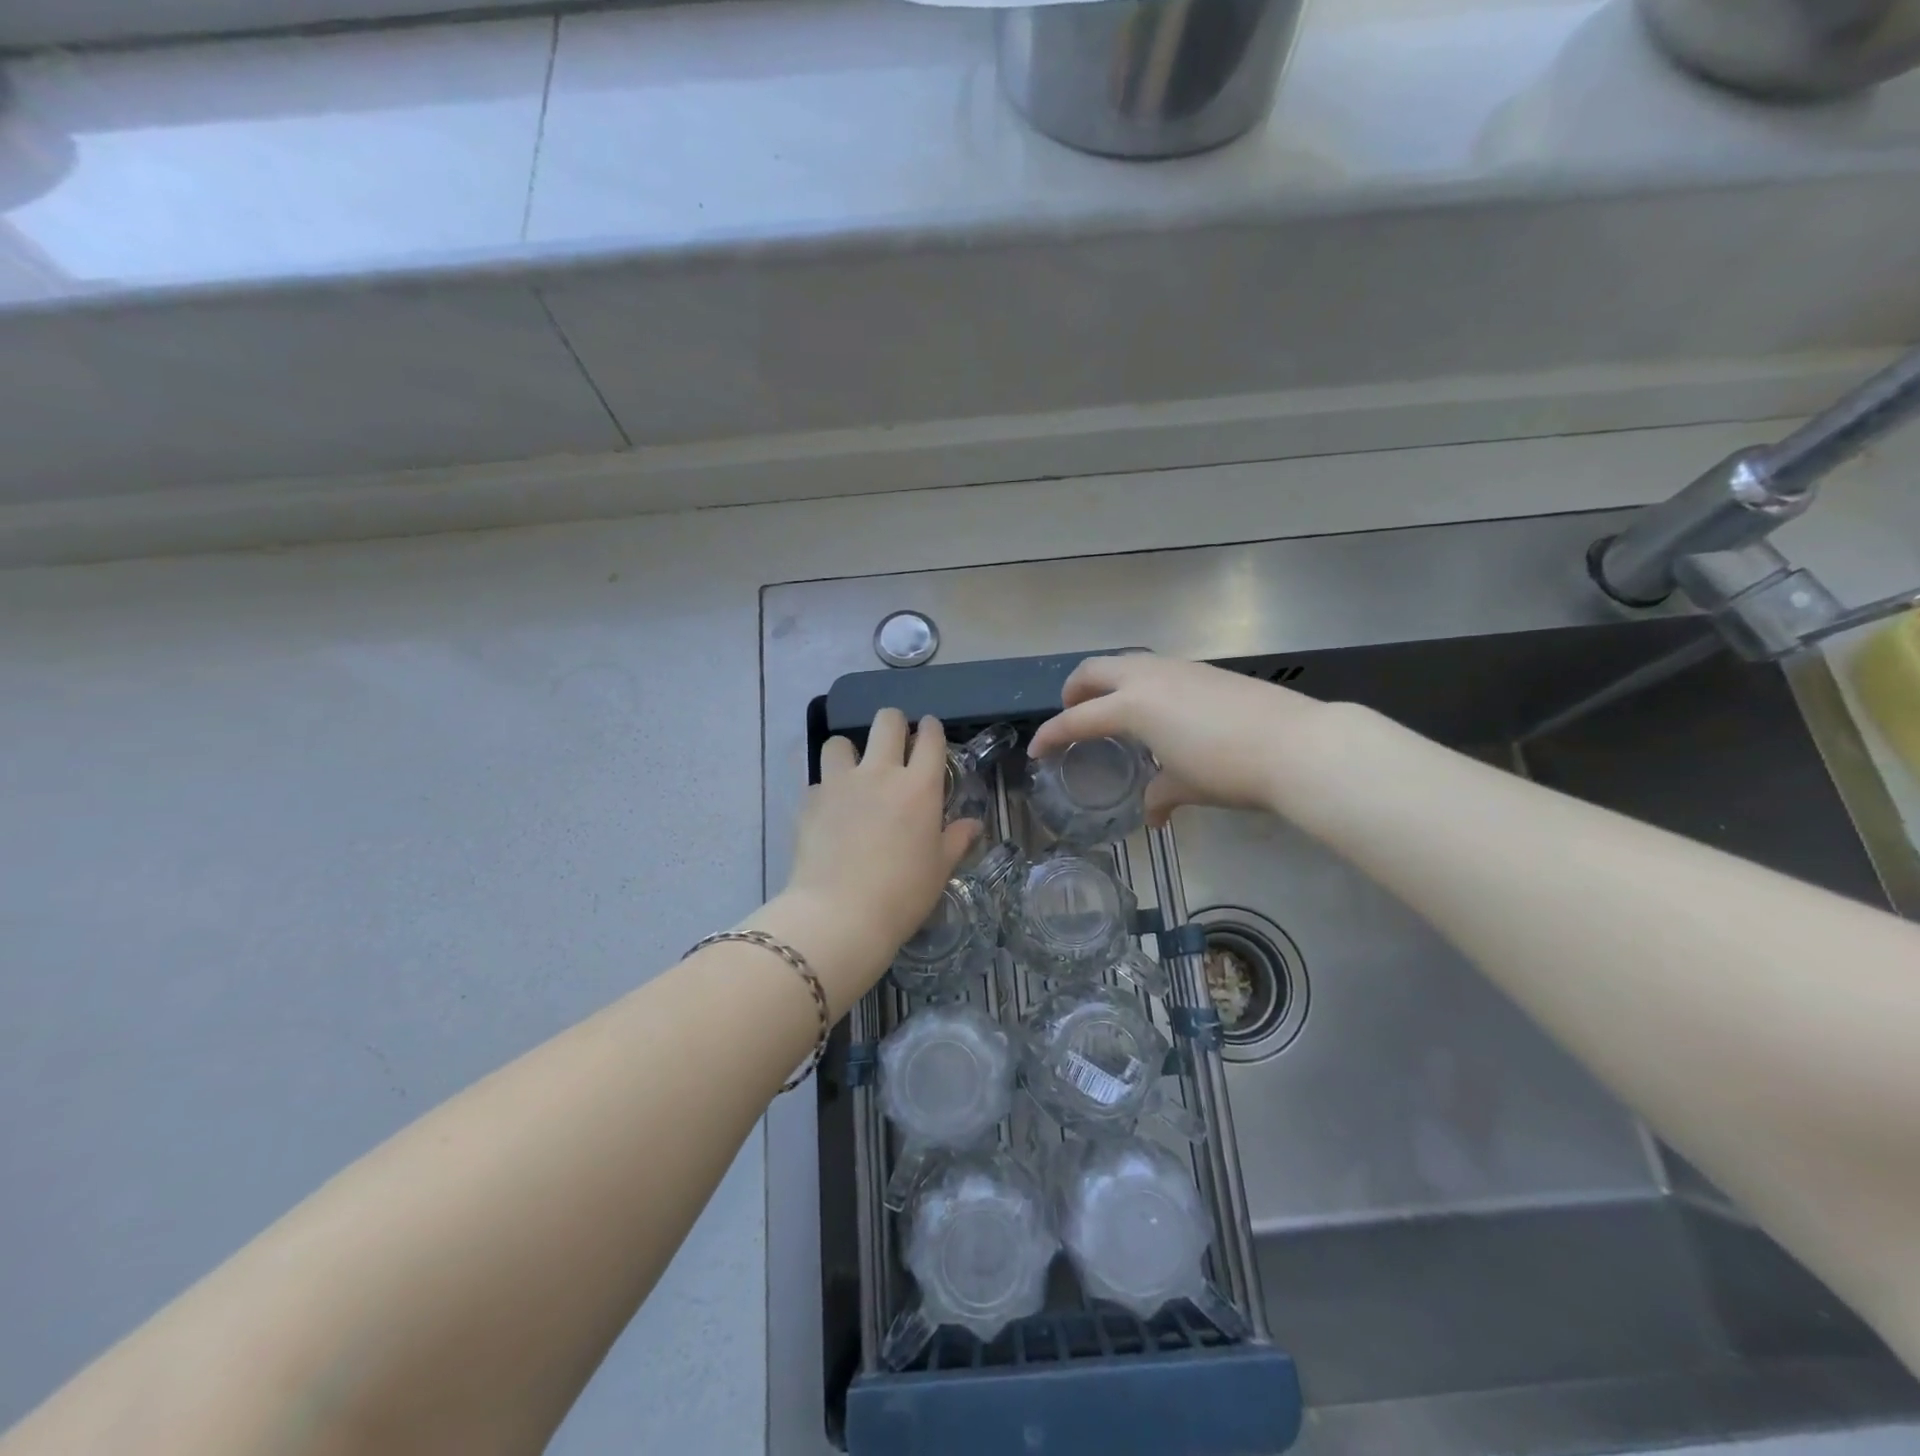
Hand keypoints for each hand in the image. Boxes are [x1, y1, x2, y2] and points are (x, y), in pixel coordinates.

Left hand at [764, 710, 979, 1014]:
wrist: (839, 915)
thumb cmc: (902, 894)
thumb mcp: (940, 869)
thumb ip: (956, 840)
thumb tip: (973, 824)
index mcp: (919, 786)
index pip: (930, 738)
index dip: (932, 729)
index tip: (930, 733)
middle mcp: (879, 773)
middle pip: (886, 721)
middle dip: (894, 724)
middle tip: (896, 745)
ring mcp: (840, 784)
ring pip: (840, 742)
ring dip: (850, 752)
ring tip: (853, 774)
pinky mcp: (810, 801)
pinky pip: (819, 781)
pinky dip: (827, 791)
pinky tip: (831, 813)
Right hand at [1026, 655, 1328, 825]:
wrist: (1296, 744)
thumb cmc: (1228, 769)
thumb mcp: (1186, 785)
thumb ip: (1159, 795)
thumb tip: (1152, 816)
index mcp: (1133, 705)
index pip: (1077, 719)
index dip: (1052, 735)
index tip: (1037, 750)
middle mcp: (1149, 677)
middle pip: (1093, 670)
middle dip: (1074, 691)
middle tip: (1072, 715)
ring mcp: (1179, 668)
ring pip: (1127, 662)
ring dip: (1108, 682)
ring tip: (1113, 710)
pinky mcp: (1205, 670)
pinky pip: (1156, 668)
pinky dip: (1139, 683)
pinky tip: (1158, 710)